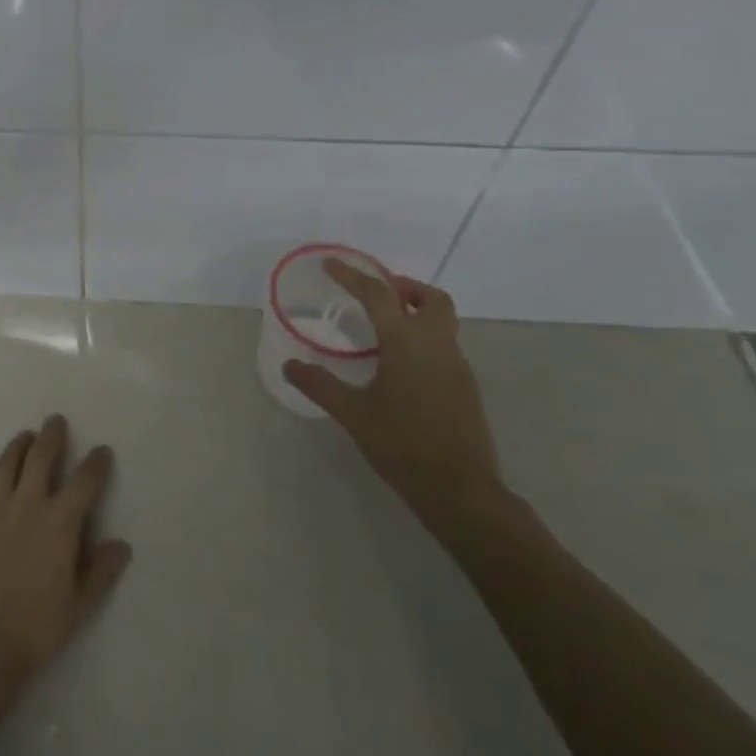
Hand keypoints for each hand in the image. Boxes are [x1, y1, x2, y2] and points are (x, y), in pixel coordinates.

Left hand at [0, 415, 131, 688]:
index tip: (102, 451)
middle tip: (55, 421)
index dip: (95, 463)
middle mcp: (26, 506)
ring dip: (16, 447)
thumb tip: (121, 545)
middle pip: (40, 459)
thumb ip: (101, 571)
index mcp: (59, 523)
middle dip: (51, 436)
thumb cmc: (36, 630)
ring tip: (24, 436)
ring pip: (4, 467)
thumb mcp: (80, 606)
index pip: (84, 482)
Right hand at [283, 261, 503, 519]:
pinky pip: (445, 346)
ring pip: (443, 321)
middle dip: (403, 288)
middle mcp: (437, 345)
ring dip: (417, 312)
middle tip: (375, 295)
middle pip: (431, 298)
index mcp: (407, 343)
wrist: (460, 490)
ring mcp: (457, 366)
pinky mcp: (466, 387)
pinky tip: (402, 366)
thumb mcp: (353, 414)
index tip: (331, 265)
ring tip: (385, 328)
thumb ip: (319, 385)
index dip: (352, 276)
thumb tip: (289, 365)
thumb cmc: (402, 445)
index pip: (378, 295)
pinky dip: (424, 339)